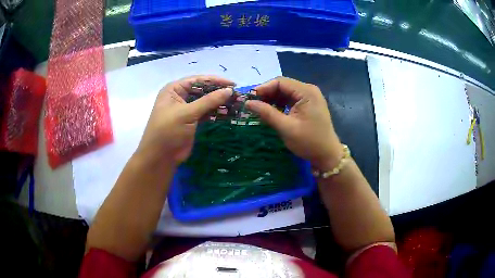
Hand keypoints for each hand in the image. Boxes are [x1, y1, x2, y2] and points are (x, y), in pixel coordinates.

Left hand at [136, 75, 233, 165]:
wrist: (161, 157)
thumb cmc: (168, 131)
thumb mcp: (187, 113)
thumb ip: (208, 101)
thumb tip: (229, 90)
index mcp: (174, 89)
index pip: (197, 80)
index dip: (215, 81)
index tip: (233, 84)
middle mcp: (179, 96)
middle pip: (202, 90)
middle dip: (218, 92)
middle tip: (237, 95)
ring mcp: (186, 109)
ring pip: (205, 102)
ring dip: (219, 103)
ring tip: (236, 104)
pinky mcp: (192, 121)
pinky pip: (206, 113)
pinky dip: (216, 113)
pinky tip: (228, 113)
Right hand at [245, 77, 341, 169]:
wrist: (327, 155)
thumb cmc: (309, 142)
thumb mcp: (286, 128)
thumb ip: (267, 113)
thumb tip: (248, 103)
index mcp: (306, 92)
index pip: (280, 82)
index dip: (263, 88)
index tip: (250, 99)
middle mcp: (309, 90)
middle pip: (283, 85)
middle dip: (267, 94)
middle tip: (253, 105)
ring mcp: (310, 97)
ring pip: (285, 92)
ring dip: (272, 99)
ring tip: (259, 109)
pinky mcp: (308, 104)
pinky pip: (290, 99)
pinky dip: (280, 104)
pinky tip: (271, 112)